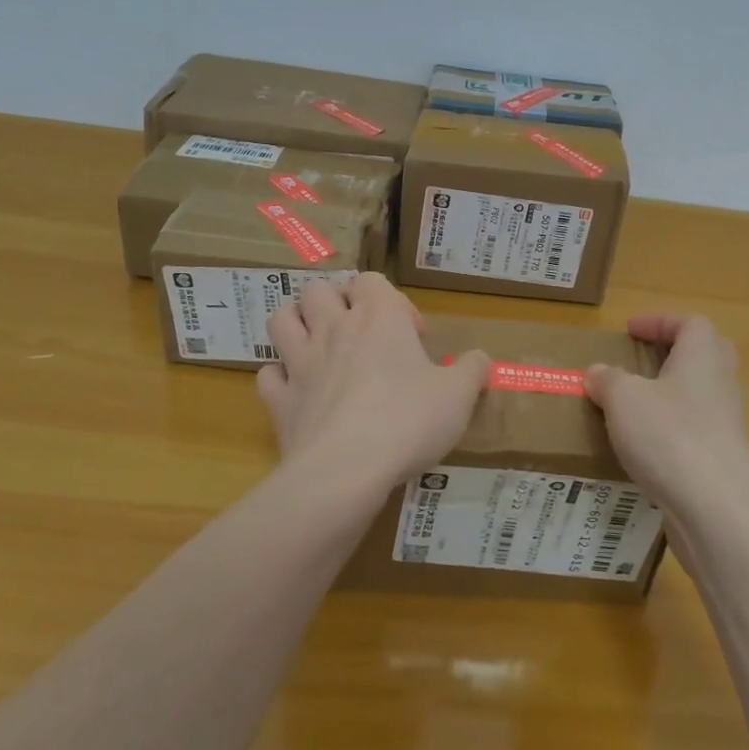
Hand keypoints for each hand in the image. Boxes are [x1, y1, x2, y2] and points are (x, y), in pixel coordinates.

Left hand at [257, 273, 489, 499]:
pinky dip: (280, 378)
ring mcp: (300, 363)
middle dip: (335, 302)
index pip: (371, 280)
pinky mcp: (280, 400)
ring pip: (281, 319)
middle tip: (359, 332)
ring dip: (296, 324)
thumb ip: (473, 370)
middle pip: (317, 290)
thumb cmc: (409, 421)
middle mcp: (333, 329)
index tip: (412, 335)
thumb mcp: (458, 396)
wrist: (347, 469)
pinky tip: (298, 391)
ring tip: (318, 345)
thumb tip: (481, 359)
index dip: (391, 299)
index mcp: (377, 318)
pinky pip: (268, 375)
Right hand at [585, 314, 748, 513]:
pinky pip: (695, 434)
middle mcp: (721, 385)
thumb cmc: (669, 436)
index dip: (659, 321)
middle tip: (640, 363)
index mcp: (703, 357)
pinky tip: (643, 451)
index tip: (630, 331)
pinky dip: (671, 434)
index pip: (690, 323)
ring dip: (669, 397)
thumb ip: (608, 380)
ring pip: (699, 398)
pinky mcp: (722, 462)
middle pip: (705, 356)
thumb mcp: (624, 399)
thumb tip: (598, 372)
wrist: (717, 510)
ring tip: (631, 409)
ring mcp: (726, 426)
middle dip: (673, 355)